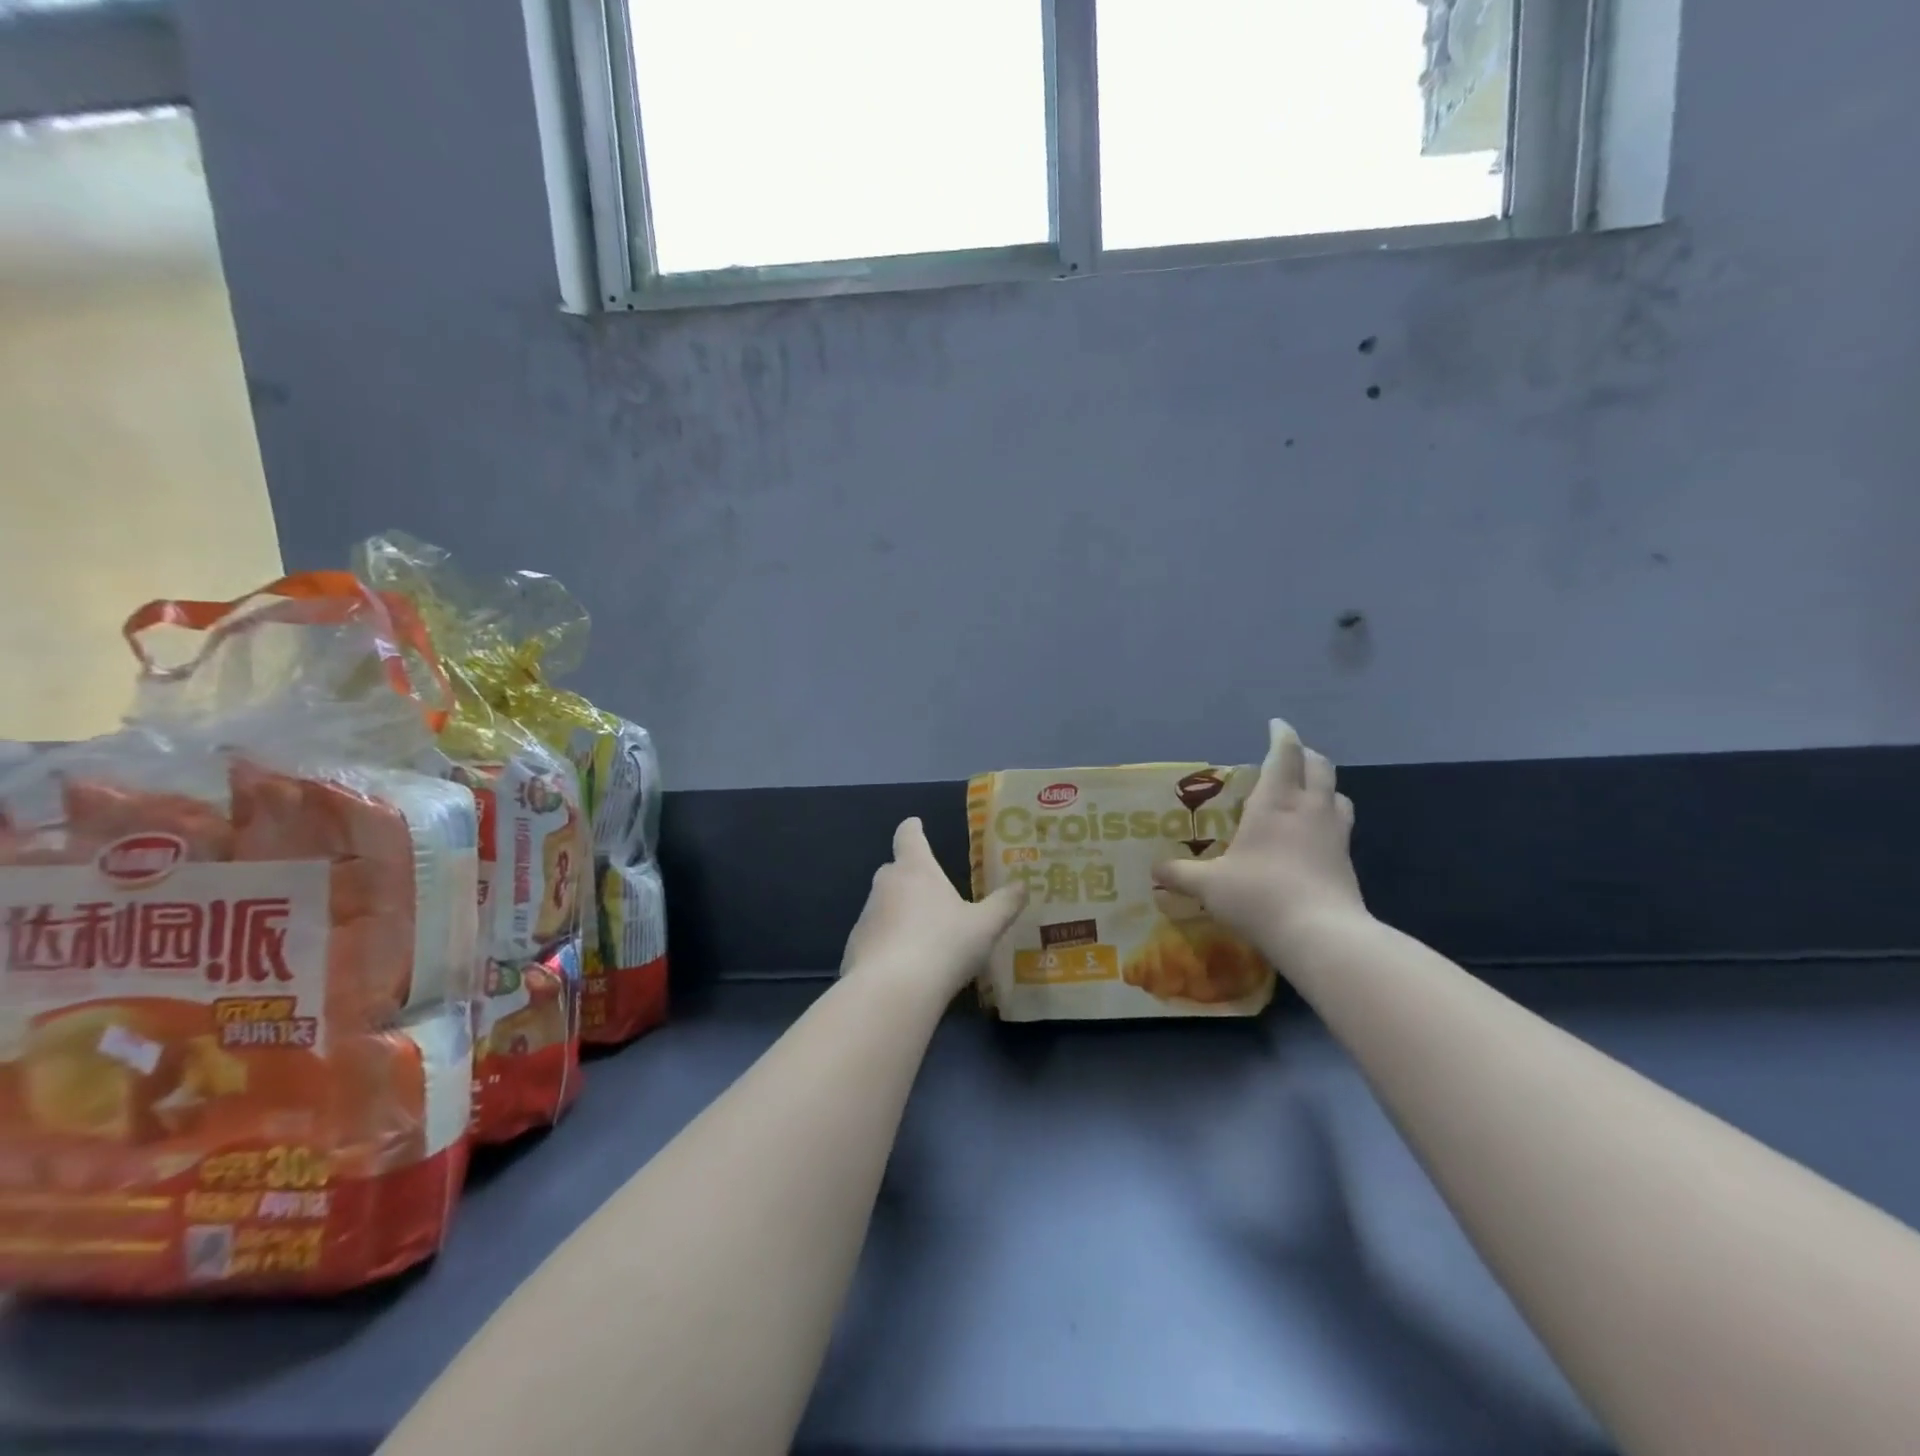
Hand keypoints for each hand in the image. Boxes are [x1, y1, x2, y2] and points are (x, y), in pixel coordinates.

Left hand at [841, 818, 1027, 996]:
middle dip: (911, 877)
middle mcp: (886, 885)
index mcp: (916, 869)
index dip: (913, 829)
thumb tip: (1023, 885)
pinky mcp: (854, 947)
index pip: (909, 836)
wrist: (892, 991)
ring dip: (899, 913)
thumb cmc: (944, 945)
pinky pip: (874, 937)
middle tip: (933, 892)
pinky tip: (905, 966)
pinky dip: (888, 944)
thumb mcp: (985, 926)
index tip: (915, 824)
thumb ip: (1004, 904)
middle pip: (895, 870)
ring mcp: (866, 916)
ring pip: (884, 905)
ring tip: (924, 937)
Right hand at [1154, 720, 1366, 954]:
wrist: (1322, 935)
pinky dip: (1328, 819)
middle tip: (1288, 756)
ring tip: (1306, 794)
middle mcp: (1309, 809)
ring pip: (1337, 795)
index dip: (1281, 735)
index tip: (1276, 725)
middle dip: (1305, 755)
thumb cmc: (1260, 895)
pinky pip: (1341, 826)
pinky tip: (1312, 838)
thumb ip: (1180, 874)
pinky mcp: (1347, 862)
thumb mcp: (1208, 886)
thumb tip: (1154, 870)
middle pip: (1319, 767)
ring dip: (1323, 786)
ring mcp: (1335, 835)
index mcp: (1275, 802)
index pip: (1284, 754)